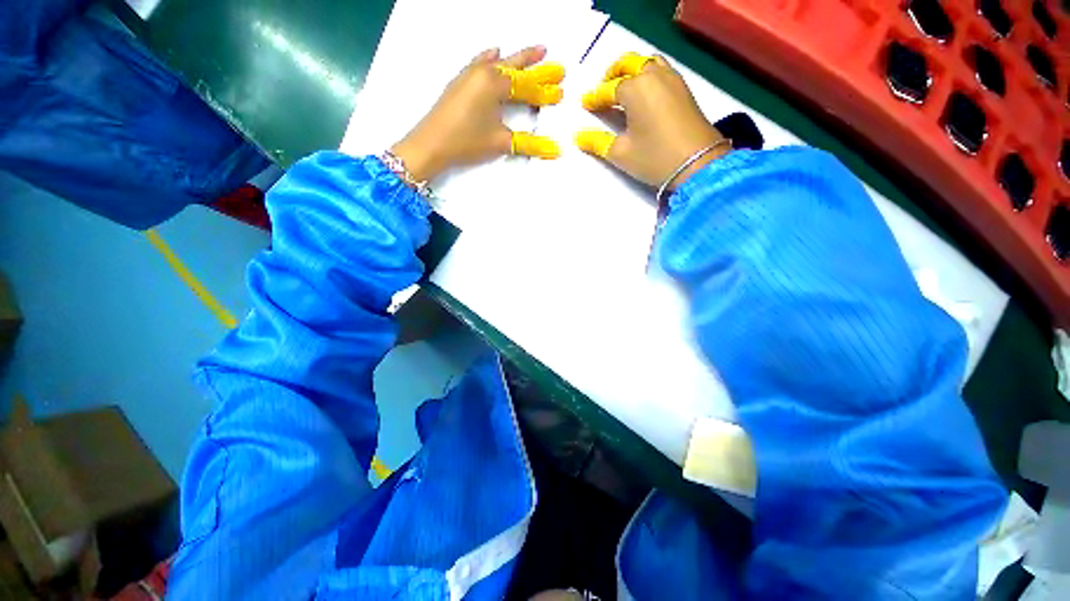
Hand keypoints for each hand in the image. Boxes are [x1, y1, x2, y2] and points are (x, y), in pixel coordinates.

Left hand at [390, 46, 563, 181]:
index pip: (526, 86)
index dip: (544, 91)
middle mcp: (482, 72)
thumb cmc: (466, 141)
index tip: (560, 91)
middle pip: (513, 66)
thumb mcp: (500, 142)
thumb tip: (554, 149)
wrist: (430, 144)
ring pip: (497, 62)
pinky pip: (479, 62)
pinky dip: (490, 58)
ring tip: (531, 53)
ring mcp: (468, 75)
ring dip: (515, 59)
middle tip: (551, 58)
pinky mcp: (459, 82)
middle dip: (534, 63)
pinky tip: (493, 53)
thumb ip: (528, 143)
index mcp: (494, 83)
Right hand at [576, 53, 728, 189]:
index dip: (595, 98)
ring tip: (623, 87)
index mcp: (635, 88)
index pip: (609, 89)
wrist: (697, 163)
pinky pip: (662, 71)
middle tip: (602, 88)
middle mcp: (653, 76)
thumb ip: (597, 142)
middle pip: (630, 64)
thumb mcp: (620, 153)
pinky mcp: (684, 89)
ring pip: (648, 63)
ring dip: (632, 70)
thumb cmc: (654, 157)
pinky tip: (644, 94)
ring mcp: (672, 80)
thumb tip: (579, 137)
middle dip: (613, 73)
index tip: (585, 104)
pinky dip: (648, 75)